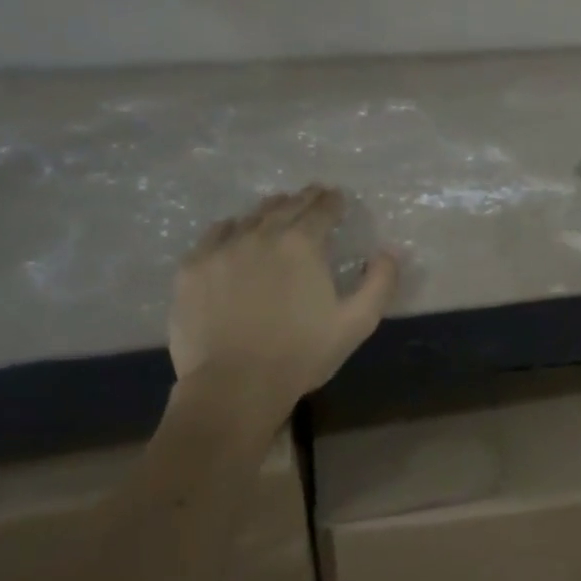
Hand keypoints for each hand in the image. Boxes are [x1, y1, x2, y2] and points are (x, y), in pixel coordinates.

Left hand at [169, 185, 398, 394]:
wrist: (233, 385)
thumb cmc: (302, 355)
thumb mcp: (357, 323)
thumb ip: (379, 283)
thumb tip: (387, 252)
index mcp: (302, 245)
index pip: (321, 209)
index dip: (332, 201)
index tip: (336, 198)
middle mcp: (261, 235)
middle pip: (285, 206)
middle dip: (304, 199)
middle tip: (312, 195)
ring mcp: (222, 249)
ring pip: (250, 217)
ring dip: (269, 211)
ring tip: (277, 210)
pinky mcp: (193, 268)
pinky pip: (215, 235)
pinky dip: (232, 228)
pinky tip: (235, 233)